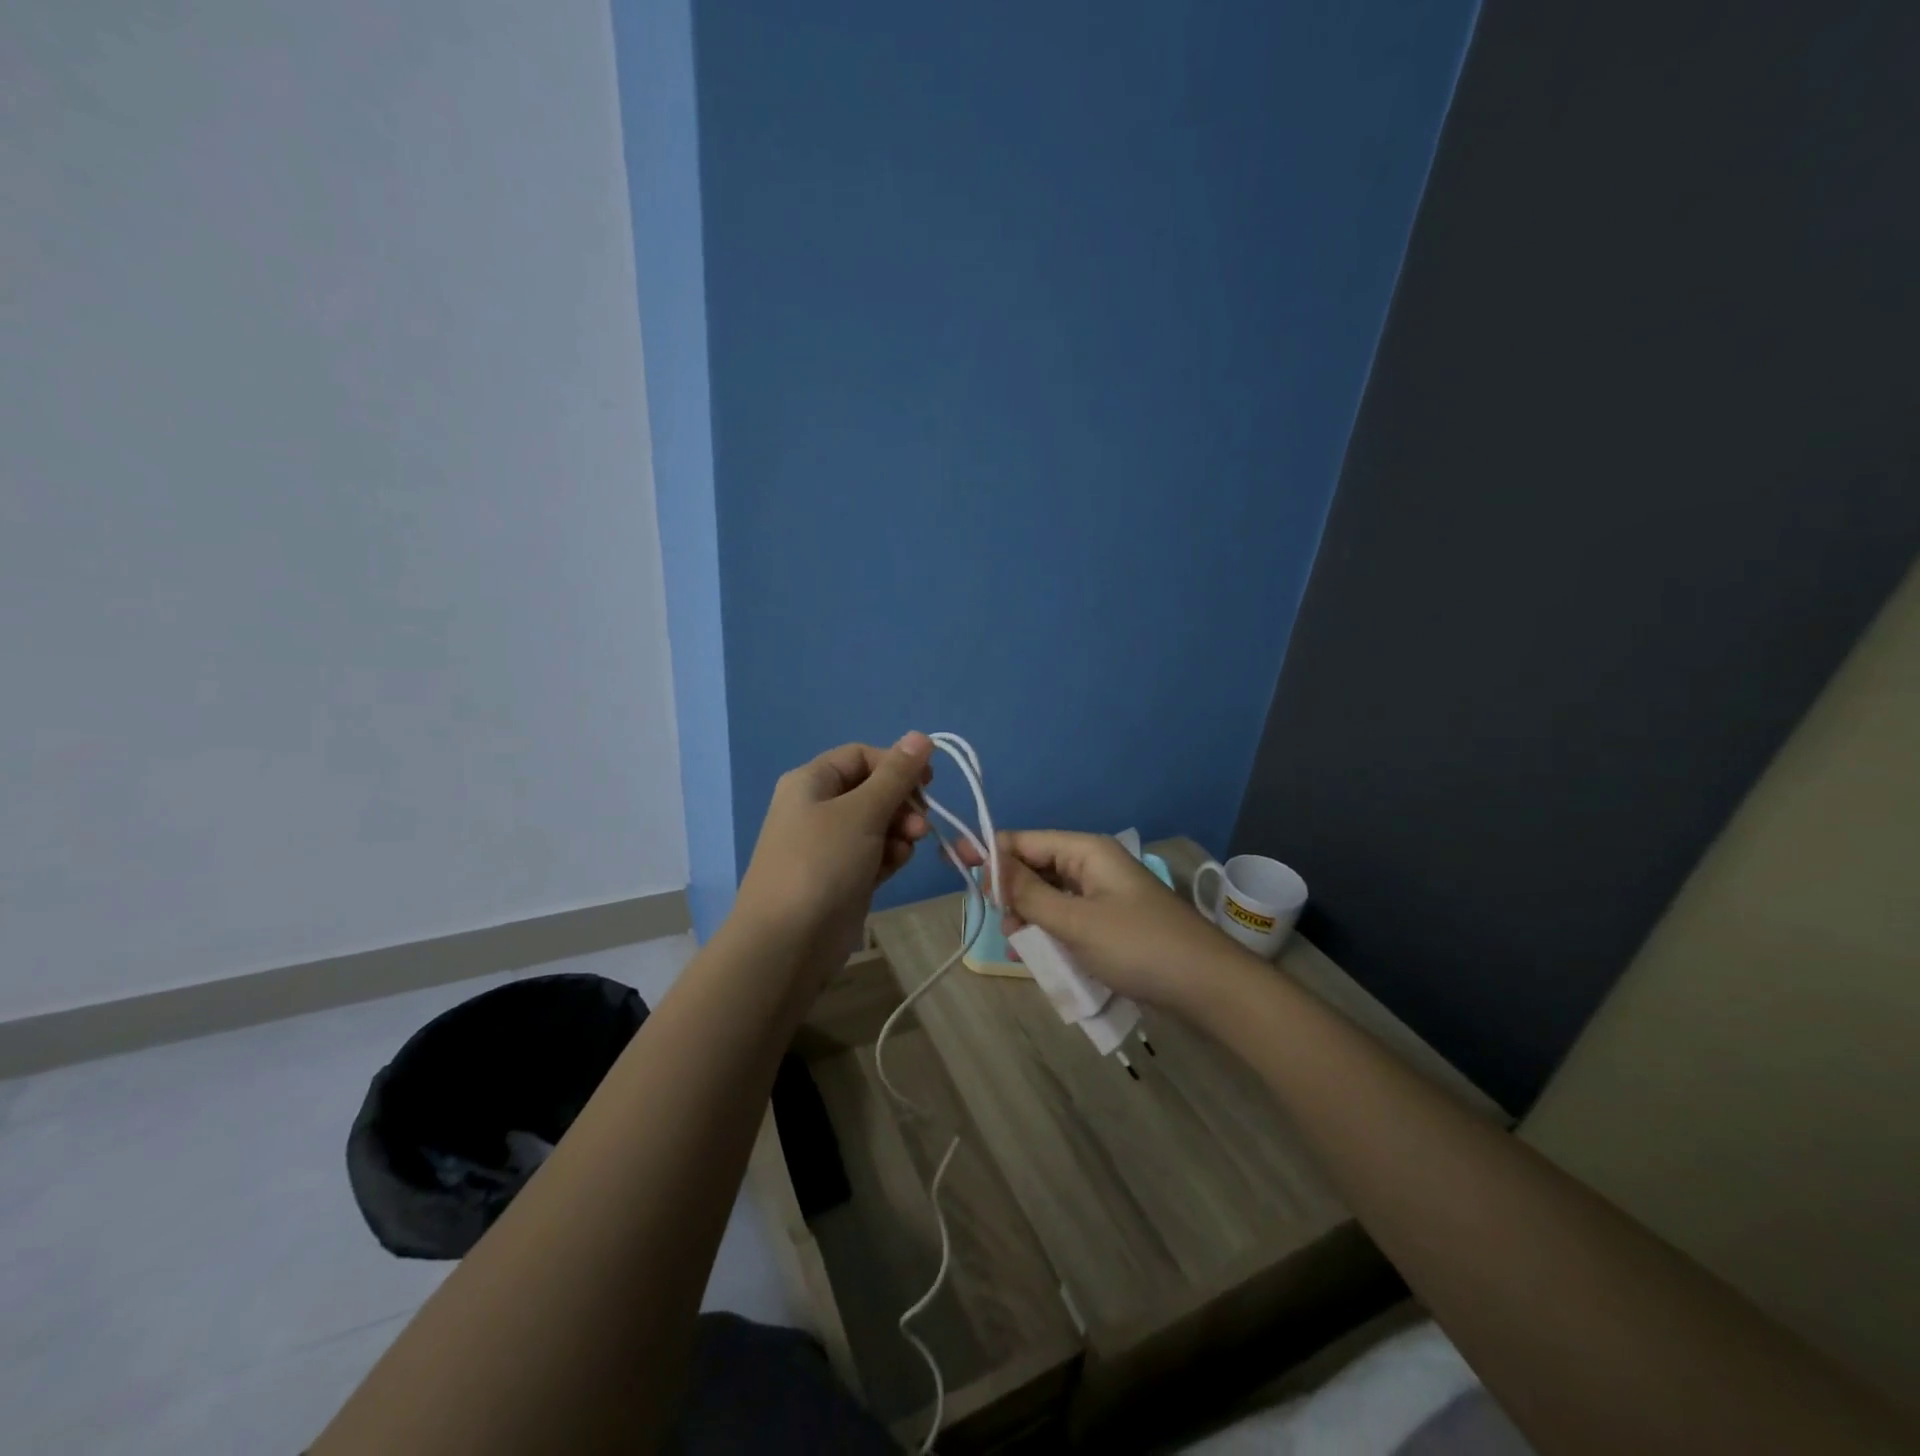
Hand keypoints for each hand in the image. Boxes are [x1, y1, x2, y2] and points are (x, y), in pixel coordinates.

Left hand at [734, 733, 934, 964]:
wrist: (787, 943)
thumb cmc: (822, 863)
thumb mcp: (862, 812)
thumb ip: (896, 775)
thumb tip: (921, 736)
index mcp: (812, 781)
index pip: (862, 756)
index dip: (897, 765)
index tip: (929, 783)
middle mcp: (817, 807)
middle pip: (872, 790)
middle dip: (902, 803)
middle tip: (921, 825)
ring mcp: (828, 844)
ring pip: (877, 823)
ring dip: (900, 831)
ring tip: (908, 848)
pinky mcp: (841, 876)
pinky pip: (873, 853)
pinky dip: (888, 855)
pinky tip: (894, 866)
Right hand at [964, 830, 1252, 1013]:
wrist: (1208, 987)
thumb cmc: (1139, 946)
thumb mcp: (1076, 921)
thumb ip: (1028, 893)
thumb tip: (988, 863)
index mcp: (1086, 851)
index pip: (1025, 840)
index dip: (989, 851)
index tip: (953, 865)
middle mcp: (1093, 865)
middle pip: (1035, 866)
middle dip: (1012, 891)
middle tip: (1001, 922)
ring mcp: (1103, 894)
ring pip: (1049, 895)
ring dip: (1031, 916)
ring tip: (1023, 944)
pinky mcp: (1110, 922)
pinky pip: (1067, 918)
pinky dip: (1051, 932)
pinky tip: (1042, 954)